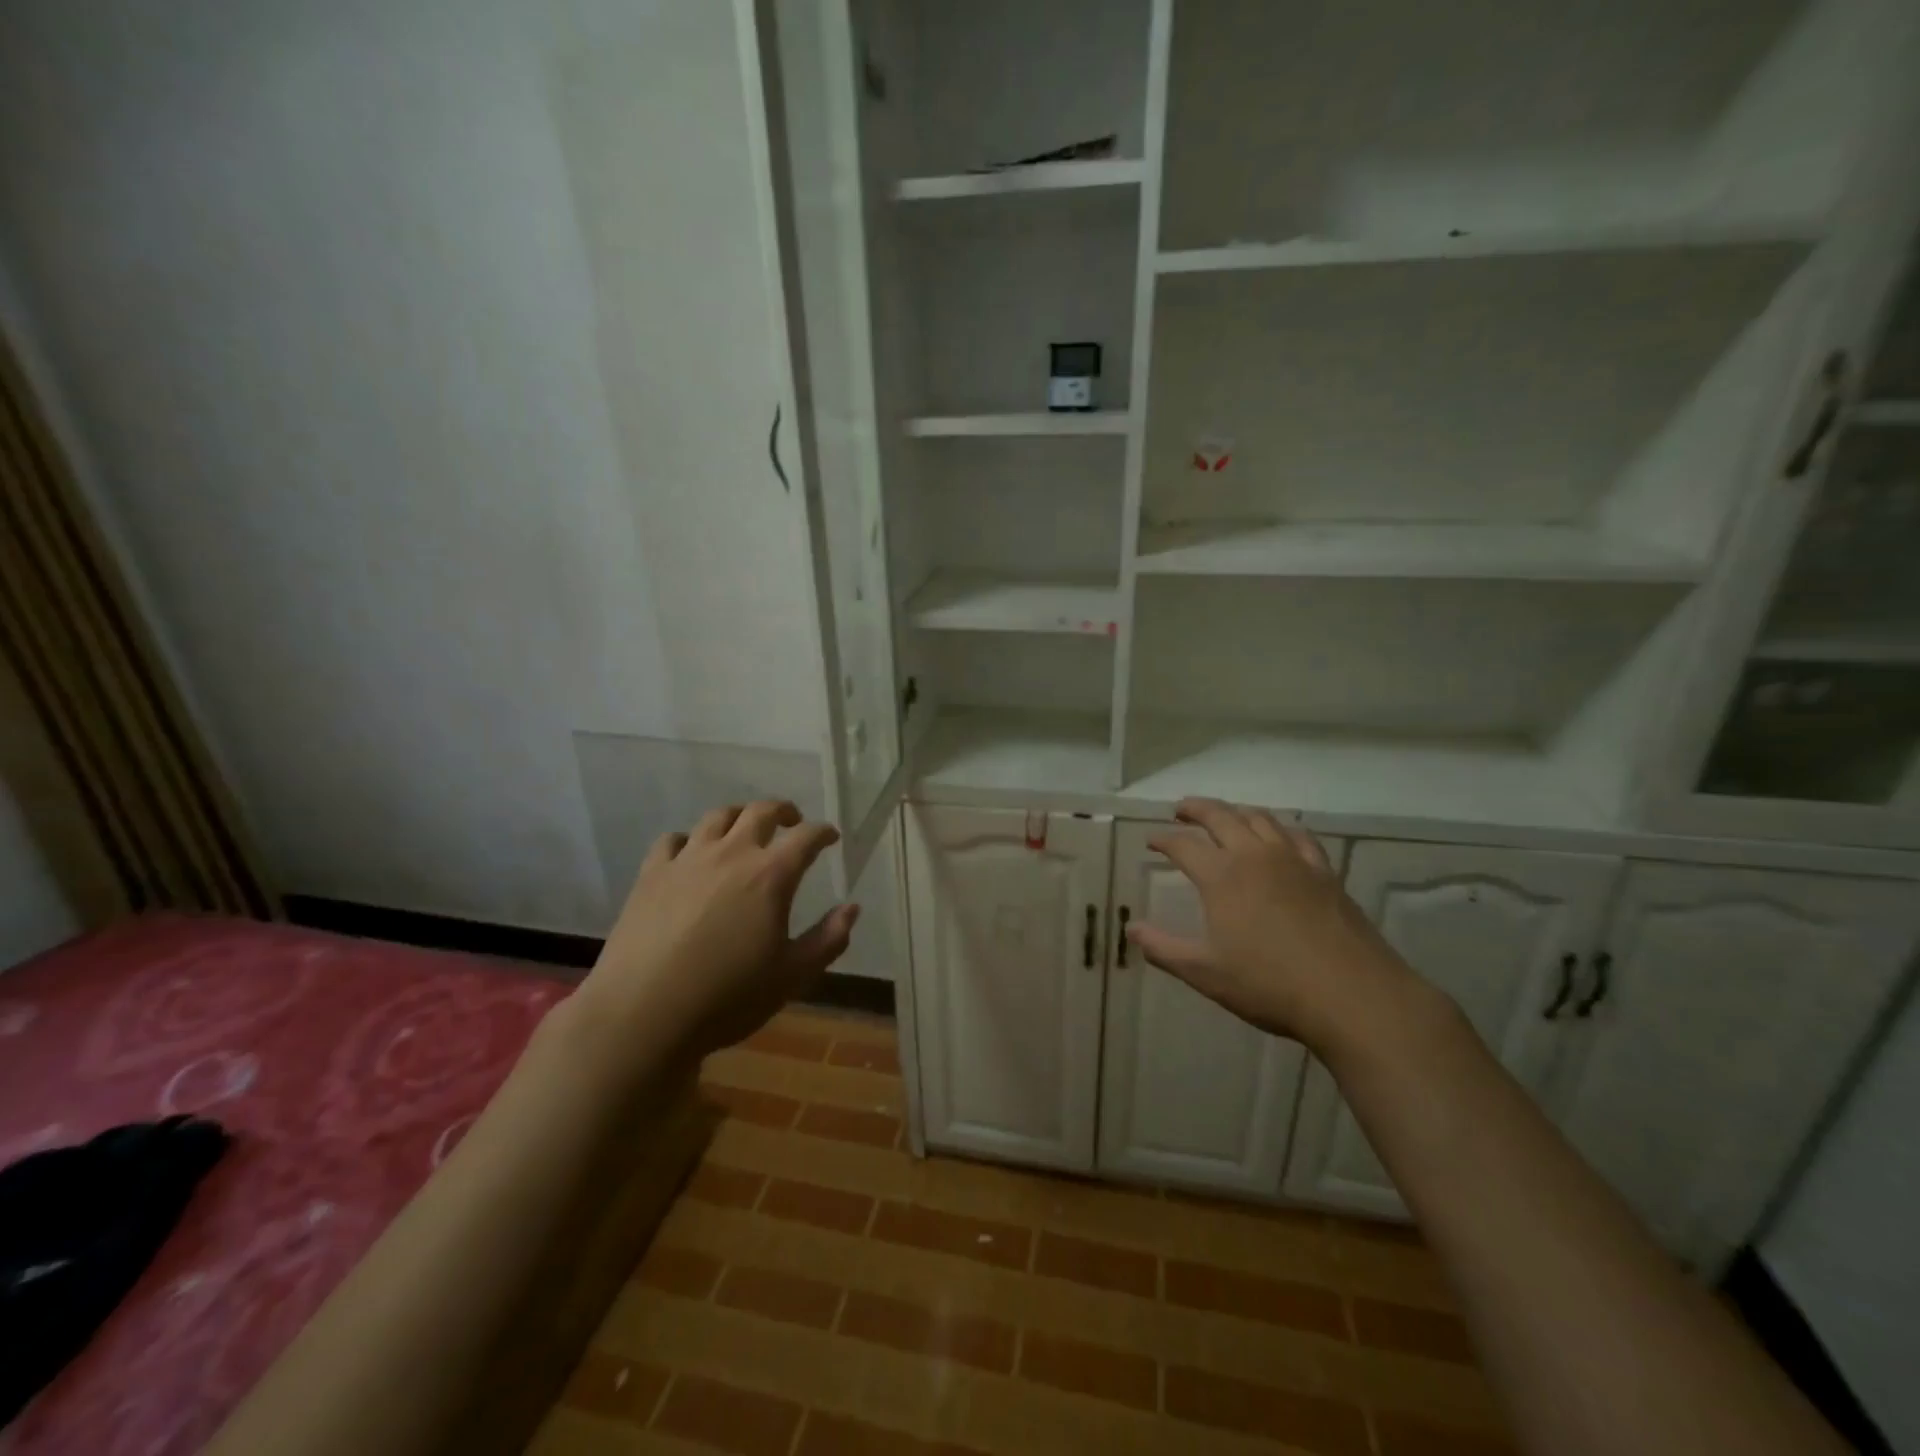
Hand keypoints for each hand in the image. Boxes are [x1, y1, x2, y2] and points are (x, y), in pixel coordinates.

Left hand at [579, 800, 858, 1058]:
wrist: (642, 1015)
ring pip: (717, 817)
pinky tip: (691, 855)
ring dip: (738, 816)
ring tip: (744, 830)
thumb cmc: (727, 998)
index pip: (806, 837)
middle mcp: (731, 854)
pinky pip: (672, 840)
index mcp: (770, 875)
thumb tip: (852, 908)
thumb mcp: (792, 976)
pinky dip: (689, 840)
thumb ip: (828, 939)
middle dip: (783, 811)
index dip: (823, 832)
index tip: (830, 837)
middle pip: (760, 811)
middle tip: (791, 822)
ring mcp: (687, 860)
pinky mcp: (651, 874)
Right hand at [1125, 798, 1413, 1053]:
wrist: (1352, 995)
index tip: (1151, 841)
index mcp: (1222, 876)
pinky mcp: (1324, 872)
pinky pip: (1298, 835)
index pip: (1183, 845)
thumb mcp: (1206, 972)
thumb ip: (1164, 949)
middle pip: (1220, 817)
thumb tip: (1131, 929)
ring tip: (1224, 815)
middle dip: (1196, 809)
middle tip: (1181, 809)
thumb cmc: (1270, 984)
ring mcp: (1293, 860)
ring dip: (1235, 811)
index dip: (1163, 840)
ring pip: (1259, 819)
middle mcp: (1254, 856)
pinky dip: (1280, 828)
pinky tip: (1279, 836)